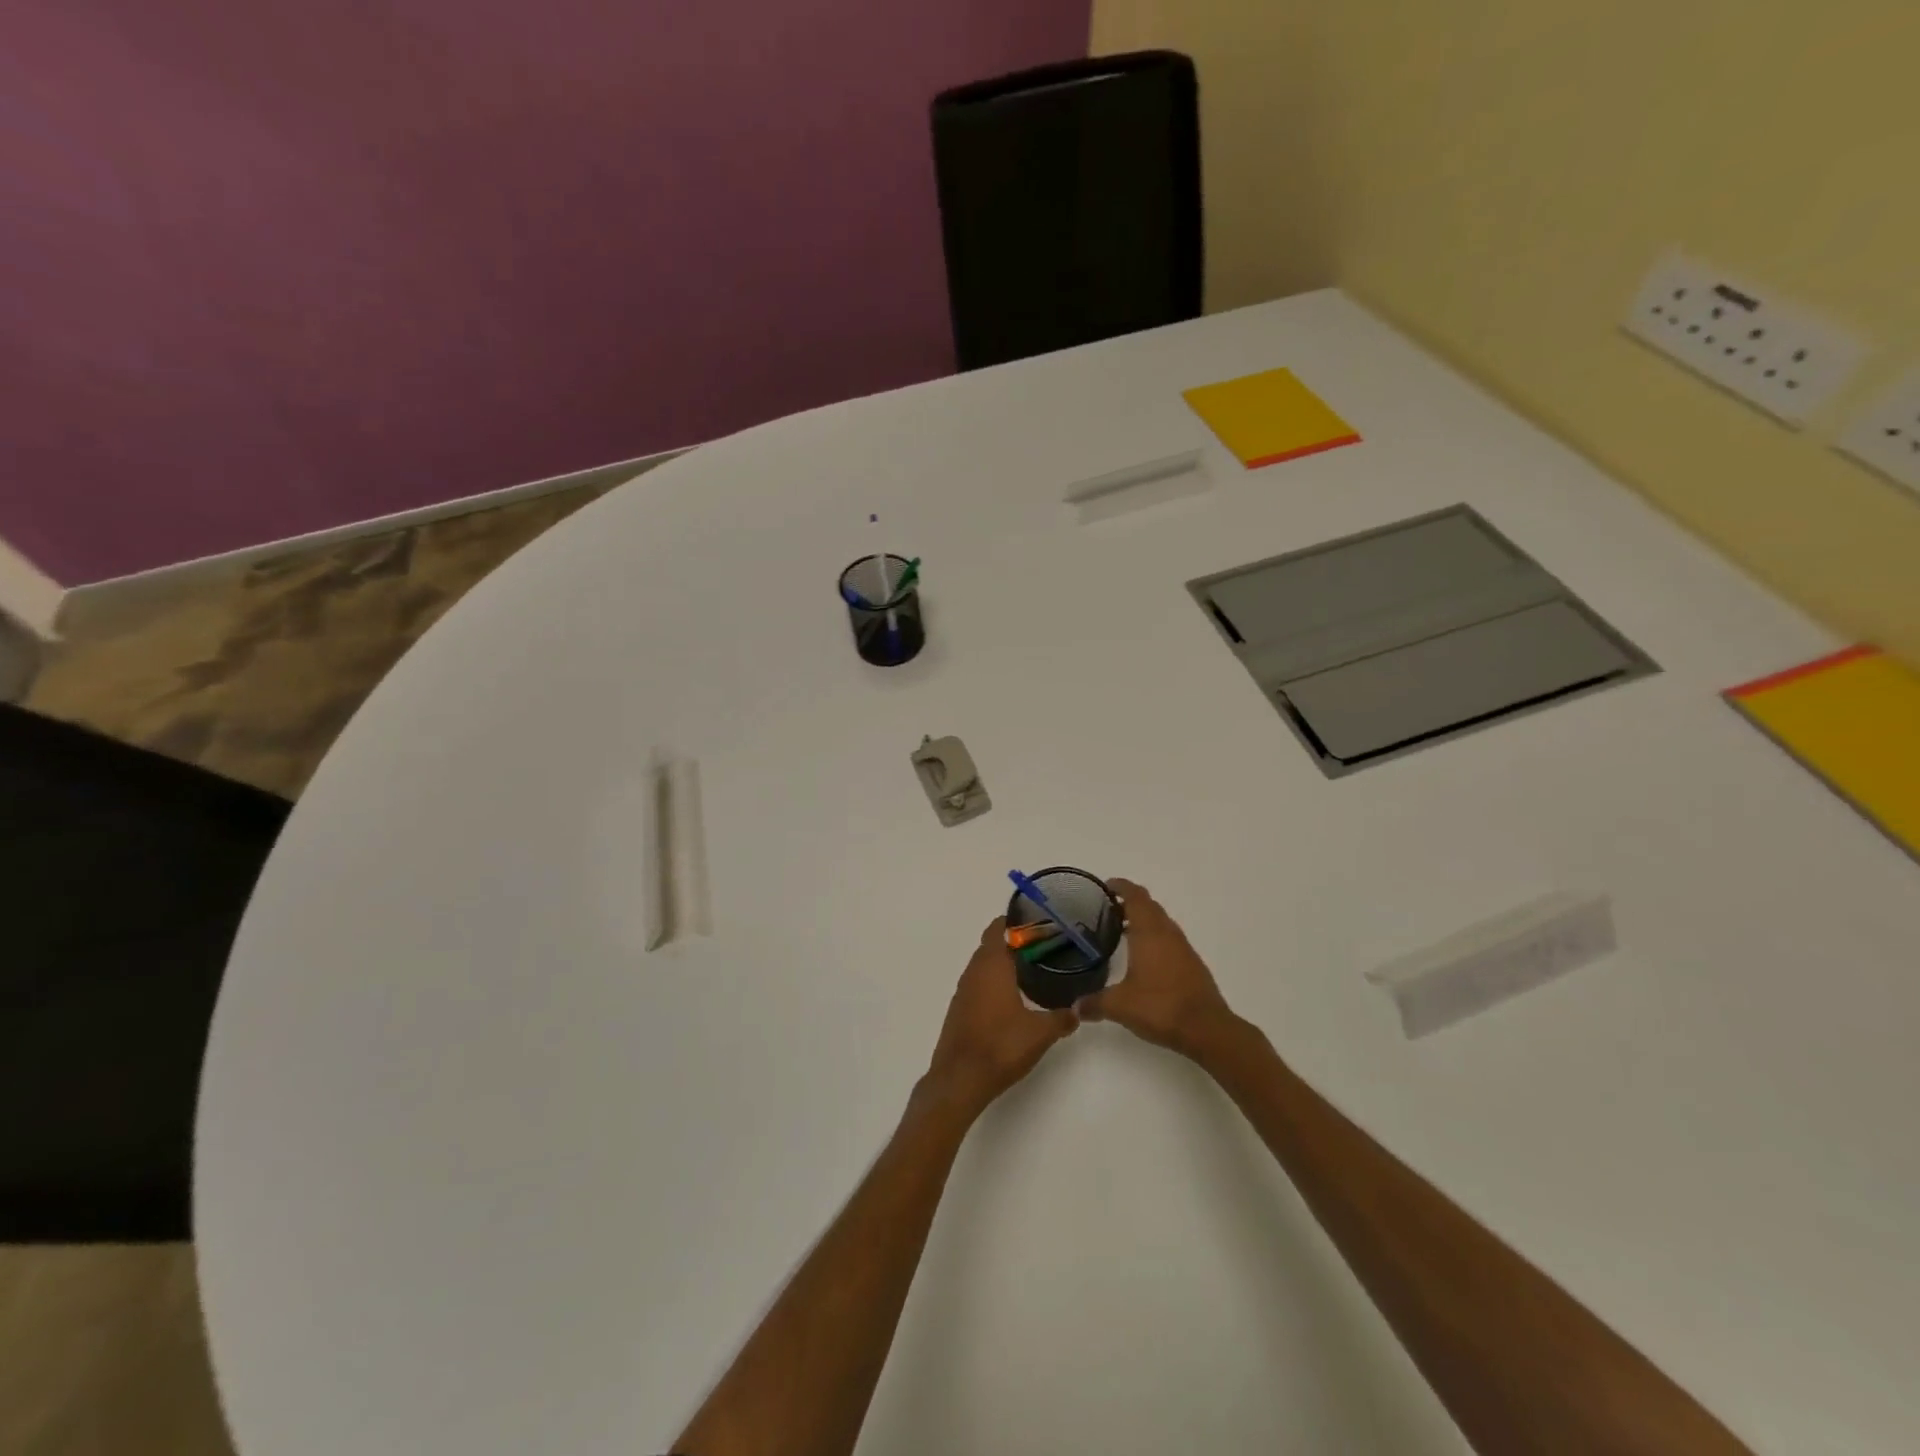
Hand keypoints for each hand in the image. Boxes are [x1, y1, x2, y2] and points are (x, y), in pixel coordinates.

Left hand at [925, 918, 1077, 1118]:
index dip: (1016, 921)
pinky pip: (979, 983)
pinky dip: (994, 981)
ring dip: (1003, 962)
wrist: (960, 1079)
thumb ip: (1062, 1018)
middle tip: (1043, 946)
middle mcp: (974, 971)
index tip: (1038, 922)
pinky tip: (1012, 997)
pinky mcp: (960, 1008)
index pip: (999, 928)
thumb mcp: (1040, 1033)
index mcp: (992, 966)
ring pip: (984, 964)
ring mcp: (963, 990)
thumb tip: (1079, 1010)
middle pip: (992, 944)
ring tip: (1032, 969)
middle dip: (1014, 941)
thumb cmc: (1000, 1046)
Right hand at [1077, 880, 1238, 1060]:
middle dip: (1129, 902)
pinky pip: (1169, 940)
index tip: (1105, 886)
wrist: (1207, 1029)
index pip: (1135, 896)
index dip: (1120, 886)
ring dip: (1143, 920)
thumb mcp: (1120, 1005)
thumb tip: (1074, 1007)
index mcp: (1149, 932)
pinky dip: (1154, 938)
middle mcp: (1167, 933)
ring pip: (1161, 922)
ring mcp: (1183, 948)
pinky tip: (1143, 958)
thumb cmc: (1160, 1006)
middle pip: (1149, 905)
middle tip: (1107, 910)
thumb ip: (1094, 1003)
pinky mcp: (1192, 964)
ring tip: (1121, 931)